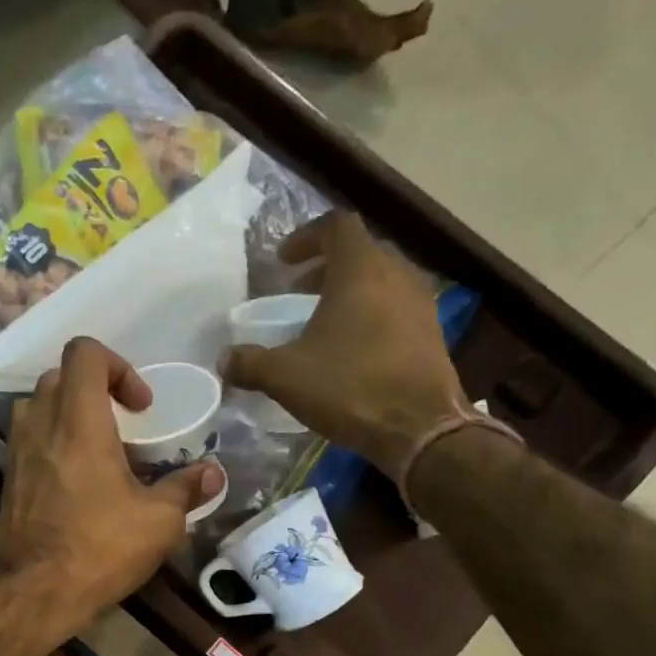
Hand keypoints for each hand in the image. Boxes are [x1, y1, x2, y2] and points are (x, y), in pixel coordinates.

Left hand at [0, 337, 223, 637]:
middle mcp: (40, 425)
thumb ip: (186, 489)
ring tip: (99, 452)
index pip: (84, 353)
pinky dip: (53, 445)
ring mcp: (16, 452)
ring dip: (69, 416)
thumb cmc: (99, 548)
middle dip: (95, 390)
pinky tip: (78, 484)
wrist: (34, 593)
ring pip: (38, 408)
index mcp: (78, 420)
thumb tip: (213, 474)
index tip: (141, 407)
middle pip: (60, 377)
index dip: (118, 366)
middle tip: (124, 427)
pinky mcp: (7, 480)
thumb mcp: (158, 521)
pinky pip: (29, 442)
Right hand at [221, 211, 469, 475]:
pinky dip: (370, 315)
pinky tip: (352, 350)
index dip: (307, 236)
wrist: (419, 428)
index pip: (336, 226)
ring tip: (323, 322)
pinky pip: (396, 309)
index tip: (283, 261)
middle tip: (299, 291)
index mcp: (361, 270)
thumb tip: (223, 360)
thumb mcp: (285, 377)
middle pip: (360, 253)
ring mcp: (420, 303)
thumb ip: (249, 363)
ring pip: (381, 281)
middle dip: (326, 267)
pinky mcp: (432, 334)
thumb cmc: (349, 387)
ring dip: (350, 292)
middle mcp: (396, 275)